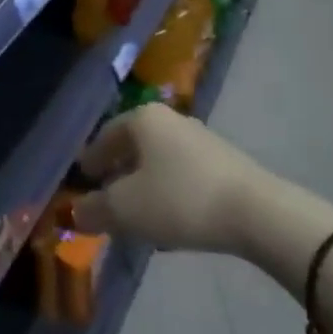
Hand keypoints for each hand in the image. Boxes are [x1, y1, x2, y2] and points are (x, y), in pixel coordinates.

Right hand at [74, 104, 268, 253]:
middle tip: (106, 196)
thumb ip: (95, 210)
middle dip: (118, 170)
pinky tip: (170, 215)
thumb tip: (75, 211)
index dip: (91, 159)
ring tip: (137, 212)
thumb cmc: (180, 199)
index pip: (105, 135)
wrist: (257, 212)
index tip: (83, 179)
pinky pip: (182, 172)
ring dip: (144, 182)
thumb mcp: (126, 210)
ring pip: (159, 159)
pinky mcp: (224, 161)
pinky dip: (168, 189)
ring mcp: (200, 138)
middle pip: (133, 145)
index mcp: (142, 119)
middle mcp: (170, 119)